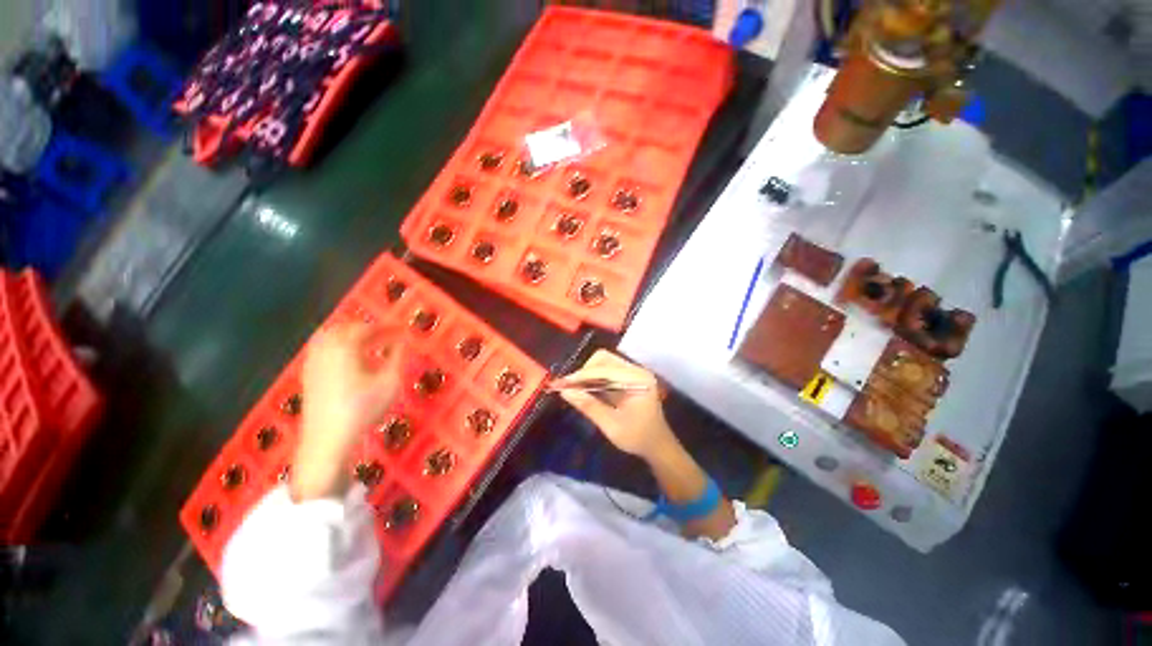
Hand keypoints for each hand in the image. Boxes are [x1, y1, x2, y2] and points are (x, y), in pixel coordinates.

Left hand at [292, 324, 404, 500]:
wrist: (328, 439)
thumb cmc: (363, 408)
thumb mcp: (389, 382)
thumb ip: (398, 358)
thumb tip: (404, 342)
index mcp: (344, 348)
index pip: (365, 328)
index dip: (385, 327)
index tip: (400, 330)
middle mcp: (325, 351)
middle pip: (343, 329)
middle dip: (365, 329)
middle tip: (385, 335)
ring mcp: (313, 364)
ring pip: (328, 338)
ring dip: (349, 337)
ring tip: (369, 345)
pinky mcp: (308, 377)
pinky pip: (321, 351)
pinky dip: (337, 348)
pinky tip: (350, 361)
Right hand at [557, 350, 676, 462]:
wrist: (658, 446)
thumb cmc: (637, 438)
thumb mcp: (611, 425)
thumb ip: (589, 406)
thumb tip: (564, 391)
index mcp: (637, 379)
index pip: (604, 369)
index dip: (581, 375)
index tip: (561, 384)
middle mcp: (636, 370)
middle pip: (604, 359)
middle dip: (584, 371)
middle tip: (569, 387)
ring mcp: (633, 373)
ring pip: (604, 363)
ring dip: (588, 374)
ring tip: (573, 388)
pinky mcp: (628, 378)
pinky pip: (607, 371)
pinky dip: (594, 378)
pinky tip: (584, 389)